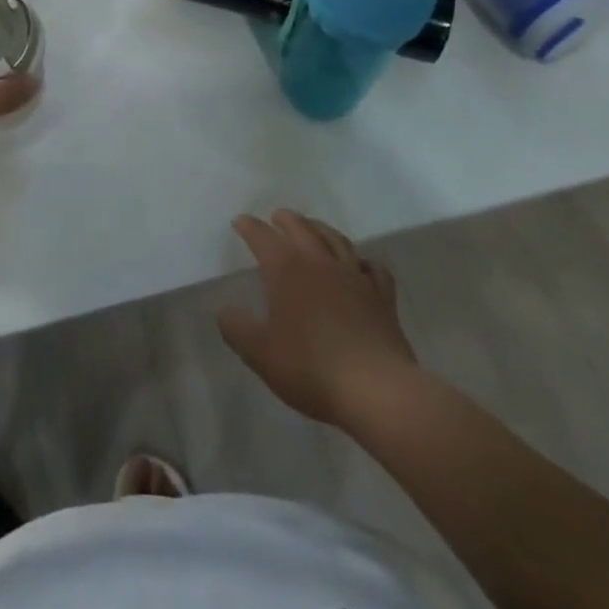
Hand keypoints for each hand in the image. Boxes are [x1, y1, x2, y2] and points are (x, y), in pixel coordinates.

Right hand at [218, 210, 417, 427]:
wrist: (377, 390)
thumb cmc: (311, 368)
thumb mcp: (260, 353)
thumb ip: (237, 329)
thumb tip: (225, 312)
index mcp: (287, 269)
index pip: (262, 236)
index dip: (249, 227)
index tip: (239, 222)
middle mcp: (320, 262)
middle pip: (301, 228)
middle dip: (286, 219)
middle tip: (277, 217)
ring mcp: (355, 277)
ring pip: (337, 240)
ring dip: (321, 229)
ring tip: (313, 228)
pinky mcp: (382, 298)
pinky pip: (374, 269)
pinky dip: (363, 261)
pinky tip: (360, 266)